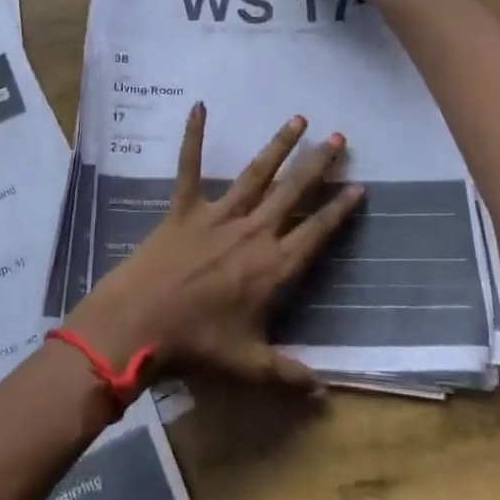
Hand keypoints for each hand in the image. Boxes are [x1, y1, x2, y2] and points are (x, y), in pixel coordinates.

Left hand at [65, 105, 362, 389]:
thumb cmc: (197, 344)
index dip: (339, 210)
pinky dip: (193, 136)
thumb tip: (323, 393)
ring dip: (278, 145)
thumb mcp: (249, 364)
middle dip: (318, 165)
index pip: (316, 232)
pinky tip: (198, 106)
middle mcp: (252, 232)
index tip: (359, 186)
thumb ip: (288, 373)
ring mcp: (218, 215)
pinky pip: (189, 166)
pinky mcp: (184, 208)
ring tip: (298, 119)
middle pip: (293, 193)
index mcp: (273, 267)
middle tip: (339, 137)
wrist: (141, 323)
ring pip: (256, 174)